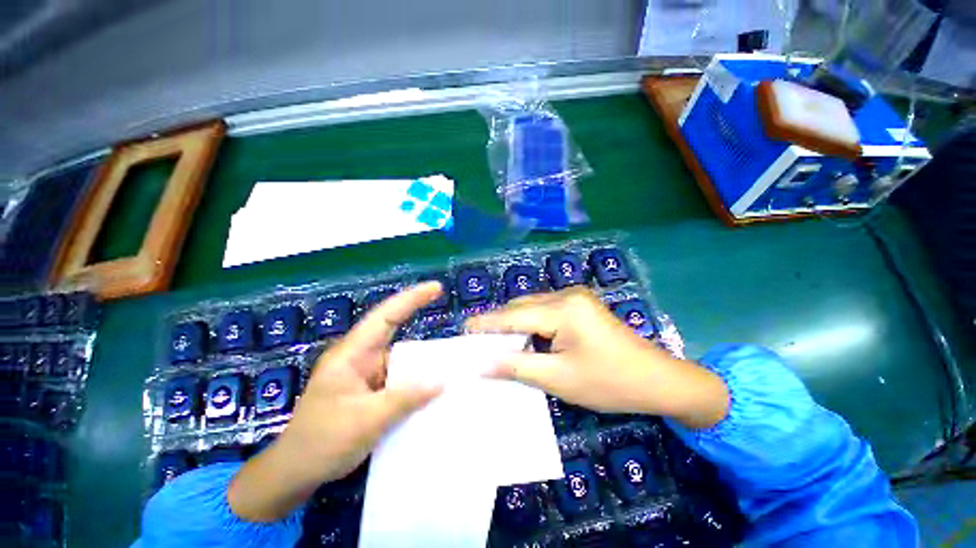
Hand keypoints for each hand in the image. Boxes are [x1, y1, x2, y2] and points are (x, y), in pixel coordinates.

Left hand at [228, 282, 443, 521]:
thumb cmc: (321, 443)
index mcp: (352, 355)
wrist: (294, 473)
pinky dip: (415, 378)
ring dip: (422, 359)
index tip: (437, 288)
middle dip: (421, 324)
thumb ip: (404, 399)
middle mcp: (360, 357)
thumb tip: (442, 381)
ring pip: (400, 357)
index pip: (385, 316)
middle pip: (395, 331)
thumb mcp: (365, 421)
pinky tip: (432, 387)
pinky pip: (399, 376)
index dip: (412, 298)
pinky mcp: (371, 389)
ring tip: (451, 360)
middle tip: (450, 323)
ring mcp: (365, 374)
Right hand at [466, 287, 728, 427]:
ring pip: (533, 307)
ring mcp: (575, 297)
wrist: (658, 380)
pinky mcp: (580, 304)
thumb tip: (482, 364)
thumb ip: (517, 367)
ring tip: (497, 342)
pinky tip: (525, 338)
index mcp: (563, 310)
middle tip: (479, 342)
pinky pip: (546, 309)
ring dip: (515, 324)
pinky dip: (531, 323)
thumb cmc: (609, 382)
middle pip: (522, 307)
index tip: (463, 330)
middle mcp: (567, 295)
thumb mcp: (559, 379)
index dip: (486, 323)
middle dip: (500, 324)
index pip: (513, 316)